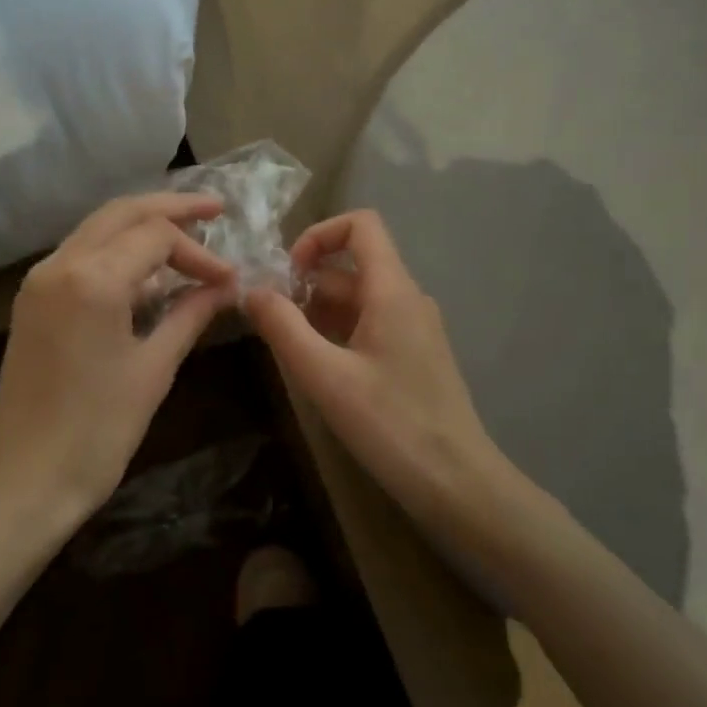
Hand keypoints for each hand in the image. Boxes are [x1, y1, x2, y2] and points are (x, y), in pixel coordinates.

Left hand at [0, 192, 237, 532]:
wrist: (24, 481)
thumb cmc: (97, 431)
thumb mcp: (153, 369)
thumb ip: (190, 315)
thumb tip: (225, 286)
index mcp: (92, 279)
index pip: (157, 235)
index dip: (200, 252)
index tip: (230, 280)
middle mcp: (59, 265)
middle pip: (122, 213)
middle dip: (171, 208)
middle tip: (215, 210)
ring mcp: (39, 282)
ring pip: (97, 230)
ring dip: (141, 226)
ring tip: (187, 235)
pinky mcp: (31, 302)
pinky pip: (80, 257)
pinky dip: (116, 252)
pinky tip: (146, 271)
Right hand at [245, 210, 514, 529]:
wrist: (455, 481)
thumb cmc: (390, 424)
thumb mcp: (324, 376)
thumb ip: (283, 327)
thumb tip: (252, 291)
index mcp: (393, 291)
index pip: (361, 225)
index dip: (318, 235)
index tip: (287, 274)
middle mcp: (408, 299)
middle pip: (352, 266)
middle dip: (306, 284)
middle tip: (271, 322)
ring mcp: (415, 328)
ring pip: (360, 299)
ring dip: (319, 312)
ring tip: (289, 349)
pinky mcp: (415, 356)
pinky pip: (372, 325)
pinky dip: (339, 333)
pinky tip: (319, 369)